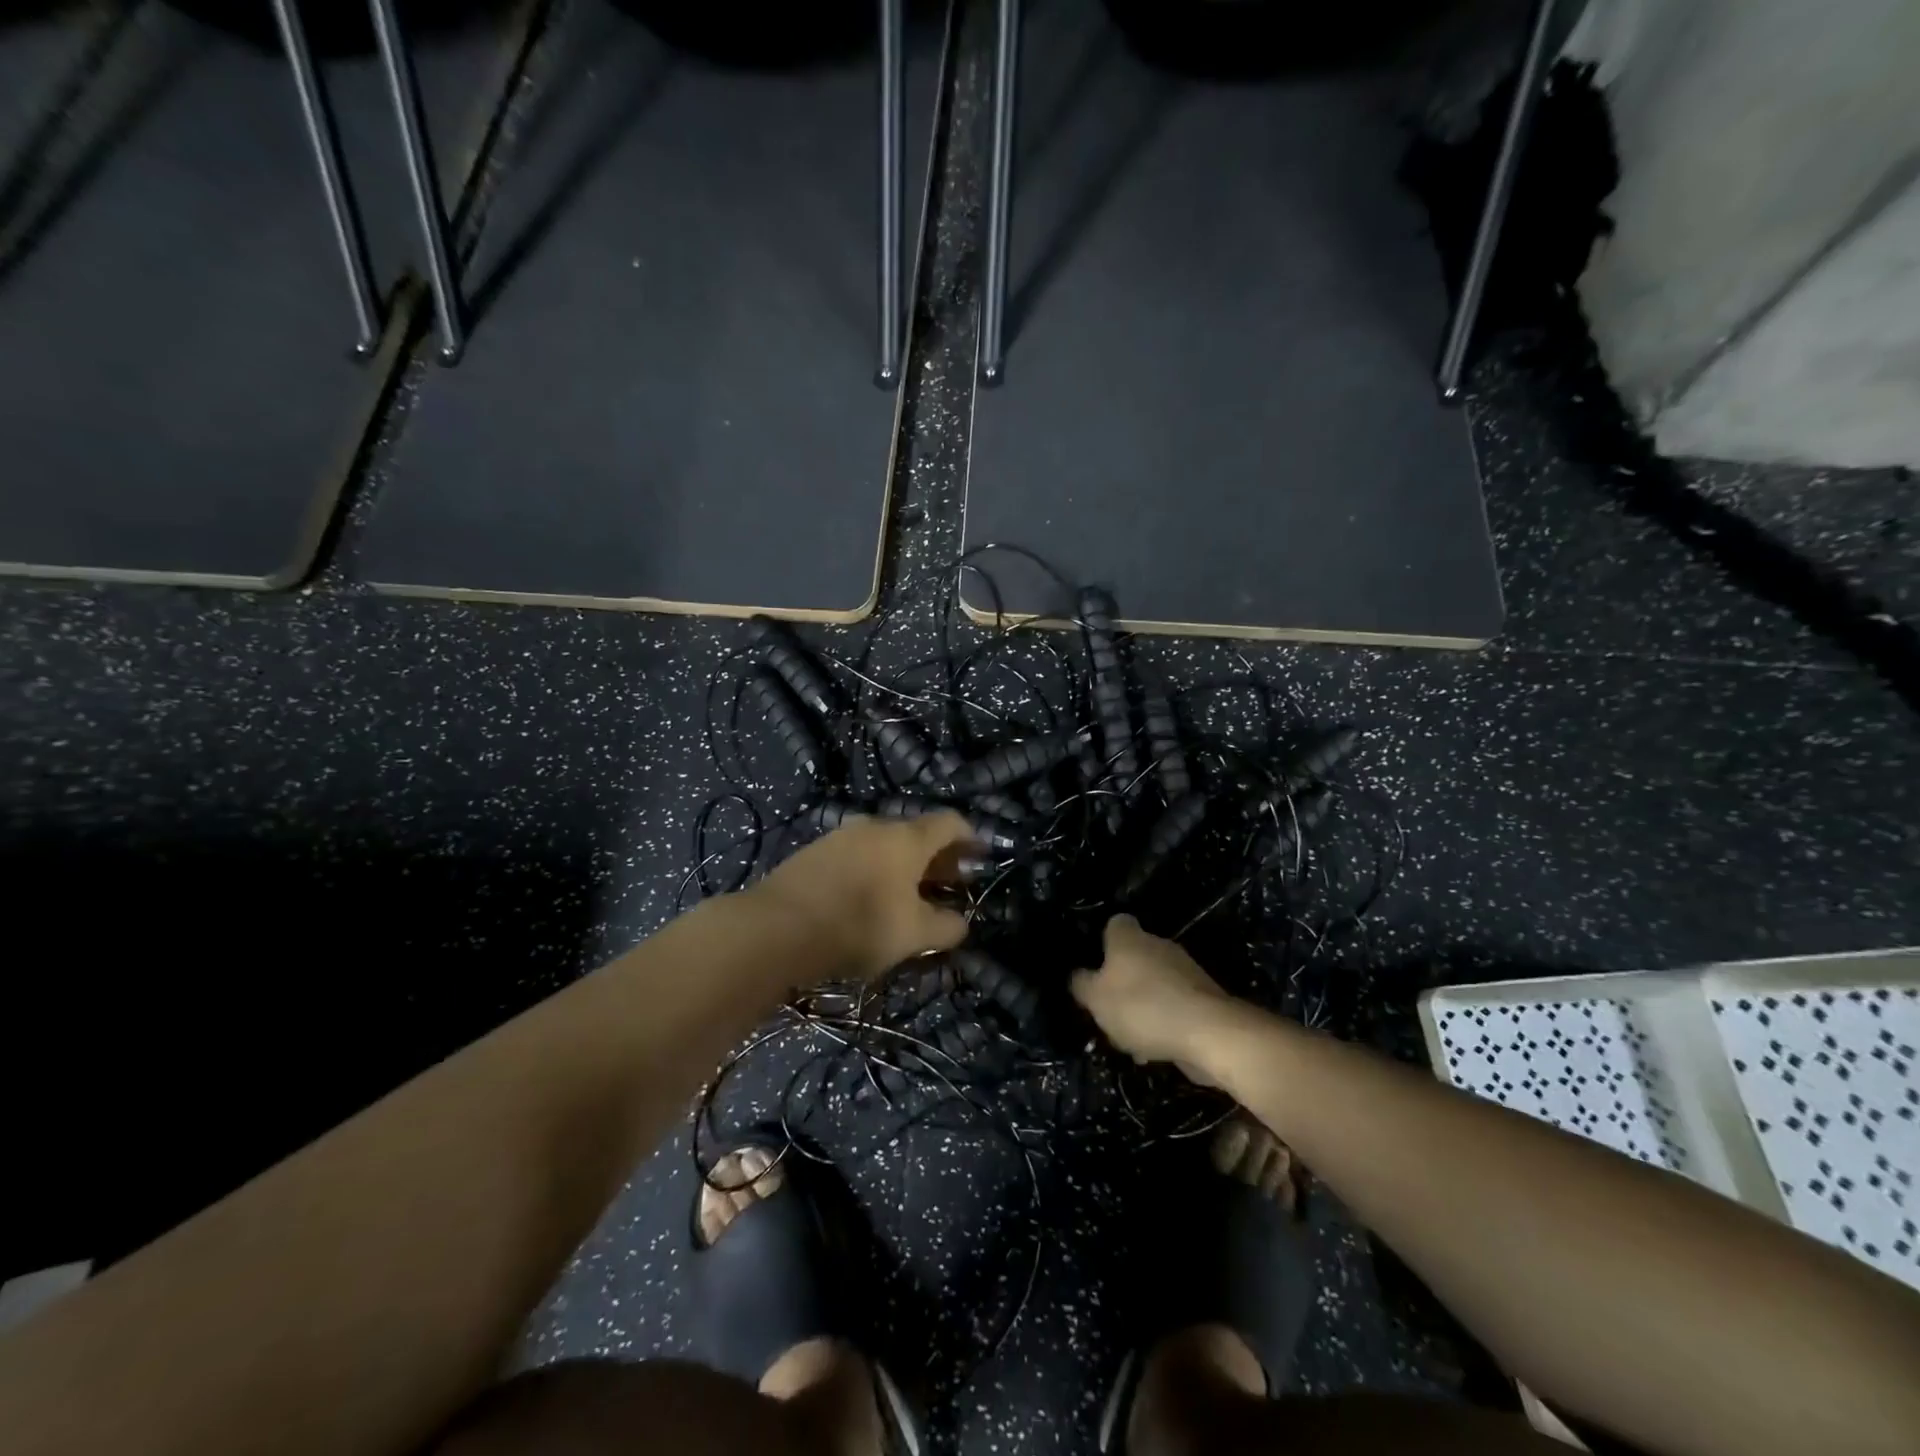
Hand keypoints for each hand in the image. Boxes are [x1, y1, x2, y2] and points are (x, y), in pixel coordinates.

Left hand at [754, 811, 974, 980]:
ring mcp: (840, 836)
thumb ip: (946, 927)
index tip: (979, 856)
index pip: (950, 822)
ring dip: (903, 864)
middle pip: (916, 833)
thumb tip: (961, 923)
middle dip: (937, 857)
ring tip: (908, 894)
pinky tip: (868, 896)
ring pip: (884, 844)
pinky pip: (857, 855)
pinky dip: (873, 869)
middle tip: (949, 882)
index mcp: (907, 838)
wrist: (778, 927)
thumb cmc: (860, 924)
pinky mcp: (813, 852)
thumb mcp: (913, 934)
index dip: (970, 837)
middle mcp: (875, 826)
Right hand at [1071, 914, 1236, 1078]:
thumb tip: (1077, 975)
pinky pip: (1174, 1006)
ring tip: (1130, 1039)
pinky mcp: (1204, 997)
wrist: (1209, 1033)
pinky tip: (1155, 1049)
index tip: (1095, 966)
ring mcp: (1185, 970)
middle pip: (1135, 956)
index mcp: (1130, 937)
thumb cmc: (1142, 1007)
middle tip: (1107, 1009)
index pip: (1115, 924)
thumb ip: (1081, 984)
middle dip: (1122, 981)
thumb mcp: (1096, 999)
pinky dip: (1163, 1022)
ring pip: (1155, 984)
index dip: (1103, 942)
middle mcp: (1158, 945)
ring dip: (1142, 1006)